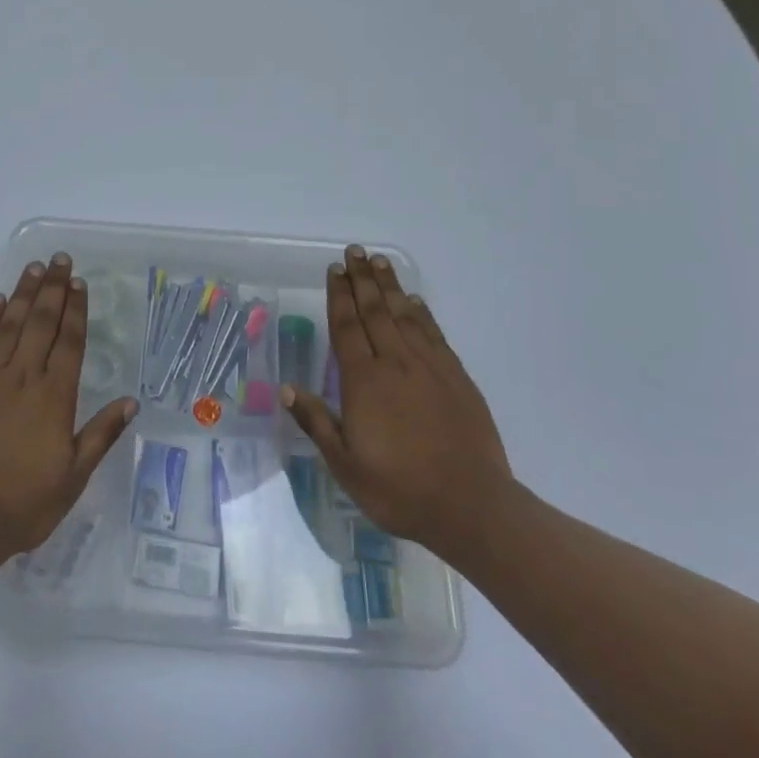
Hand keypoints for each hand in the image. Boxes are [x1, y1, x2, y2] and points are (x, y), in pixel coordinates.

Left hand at [0, 254, 137, 569]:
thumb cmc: (20, 505)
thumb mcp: (72, 478)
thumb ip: (101, 435)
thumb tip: (131, 401)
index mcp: (53, 397)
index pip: (69, 342)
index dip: (76, 310)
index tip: (79, 283)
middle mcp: (22, 376)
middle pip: (41, 322)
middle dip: (53, 288)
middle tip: (60, 259)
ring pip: (9, 324)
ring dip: (24, 293)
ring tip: (34, 268)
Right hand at [281, 245, 510, 551]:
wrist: (472, 506)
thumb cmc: (399, 490)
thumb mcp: (346, 465)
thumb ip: (317, 422)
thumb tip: (286, 388)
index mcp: (365, 381)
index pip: (347, 327)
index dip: (339, 296)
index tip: (334, 270)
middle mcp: (396, 364)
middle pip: (375, 311)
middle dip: (362, 279)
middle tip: (354, 251)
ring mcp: (430, 368)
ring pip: (405, 315)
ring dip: (390, 287)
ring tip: (380, 262)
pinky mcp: (456, 378)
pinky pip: (434, 334)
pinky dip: (422, 313)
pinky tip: (415, 302)